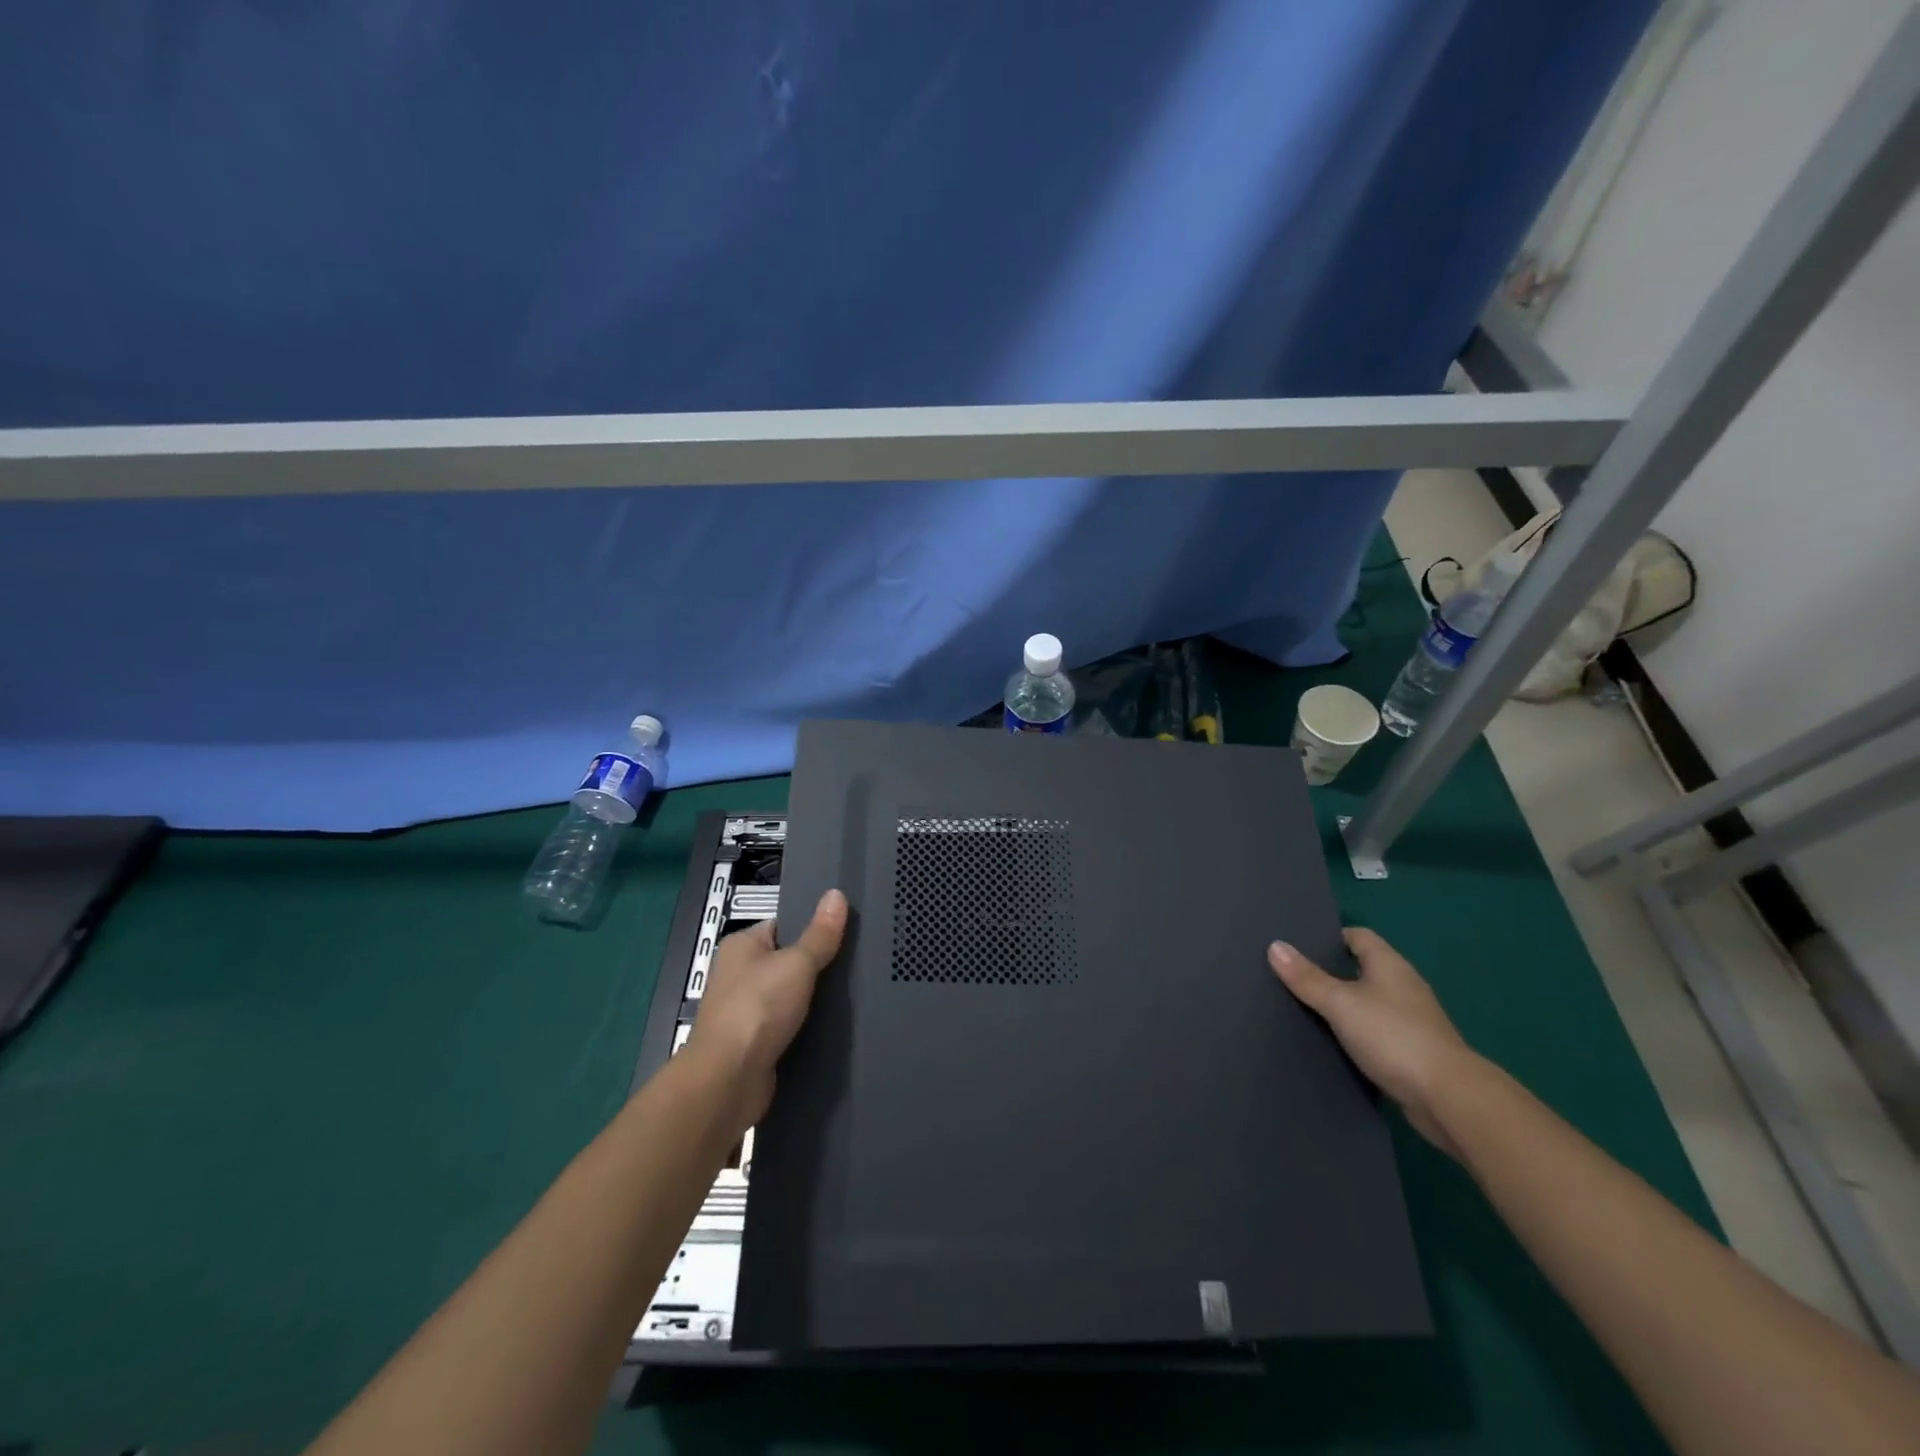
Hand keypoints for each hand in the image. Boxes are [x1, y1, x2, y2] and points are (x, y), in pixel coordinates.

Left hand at [686, 888, 847, 1130]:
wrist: (728, 1080)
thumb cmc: (758, 1008)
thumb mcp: (797, 963)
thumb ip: (820, 933)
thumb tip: (836, 893)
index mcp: (740, 946)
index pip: (783, 926)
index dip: (812, 927)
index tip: (846, 931)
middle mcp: (738, 975)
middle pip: (788, 962)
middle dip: (818, 966)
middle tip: (856, 963)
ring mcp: (745, 1011)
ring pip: (790, 997)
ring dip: (814, 1000)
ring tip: (853, 994)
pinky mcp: (755, 1044)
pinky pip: (788, 1026)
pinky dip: (808, 1026)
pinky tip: (835, 1026)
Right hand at [1268, 928, 1477, 1156]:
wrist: (1449, 1099)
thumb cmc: (1393, 1037)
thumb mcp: (1340, 1003)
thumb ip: (1307, 978)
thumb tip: (1275, 946)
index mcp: (1389, 965)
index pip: (1358, 936)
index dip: (1329, 936)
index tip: (1297, 943)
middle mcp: (1403, 986)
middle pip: (1361, 968)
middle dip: (1330, 970)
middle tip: (1291, 974)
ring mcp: (1411, 1020)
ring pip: (1368, 1002)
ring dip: (1342, 1004)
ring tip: (1303, 1007)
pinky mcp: (1412, 1050)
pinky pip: (1375, 1031)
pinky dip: (1355, 1032)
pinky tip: (1332, 1041)